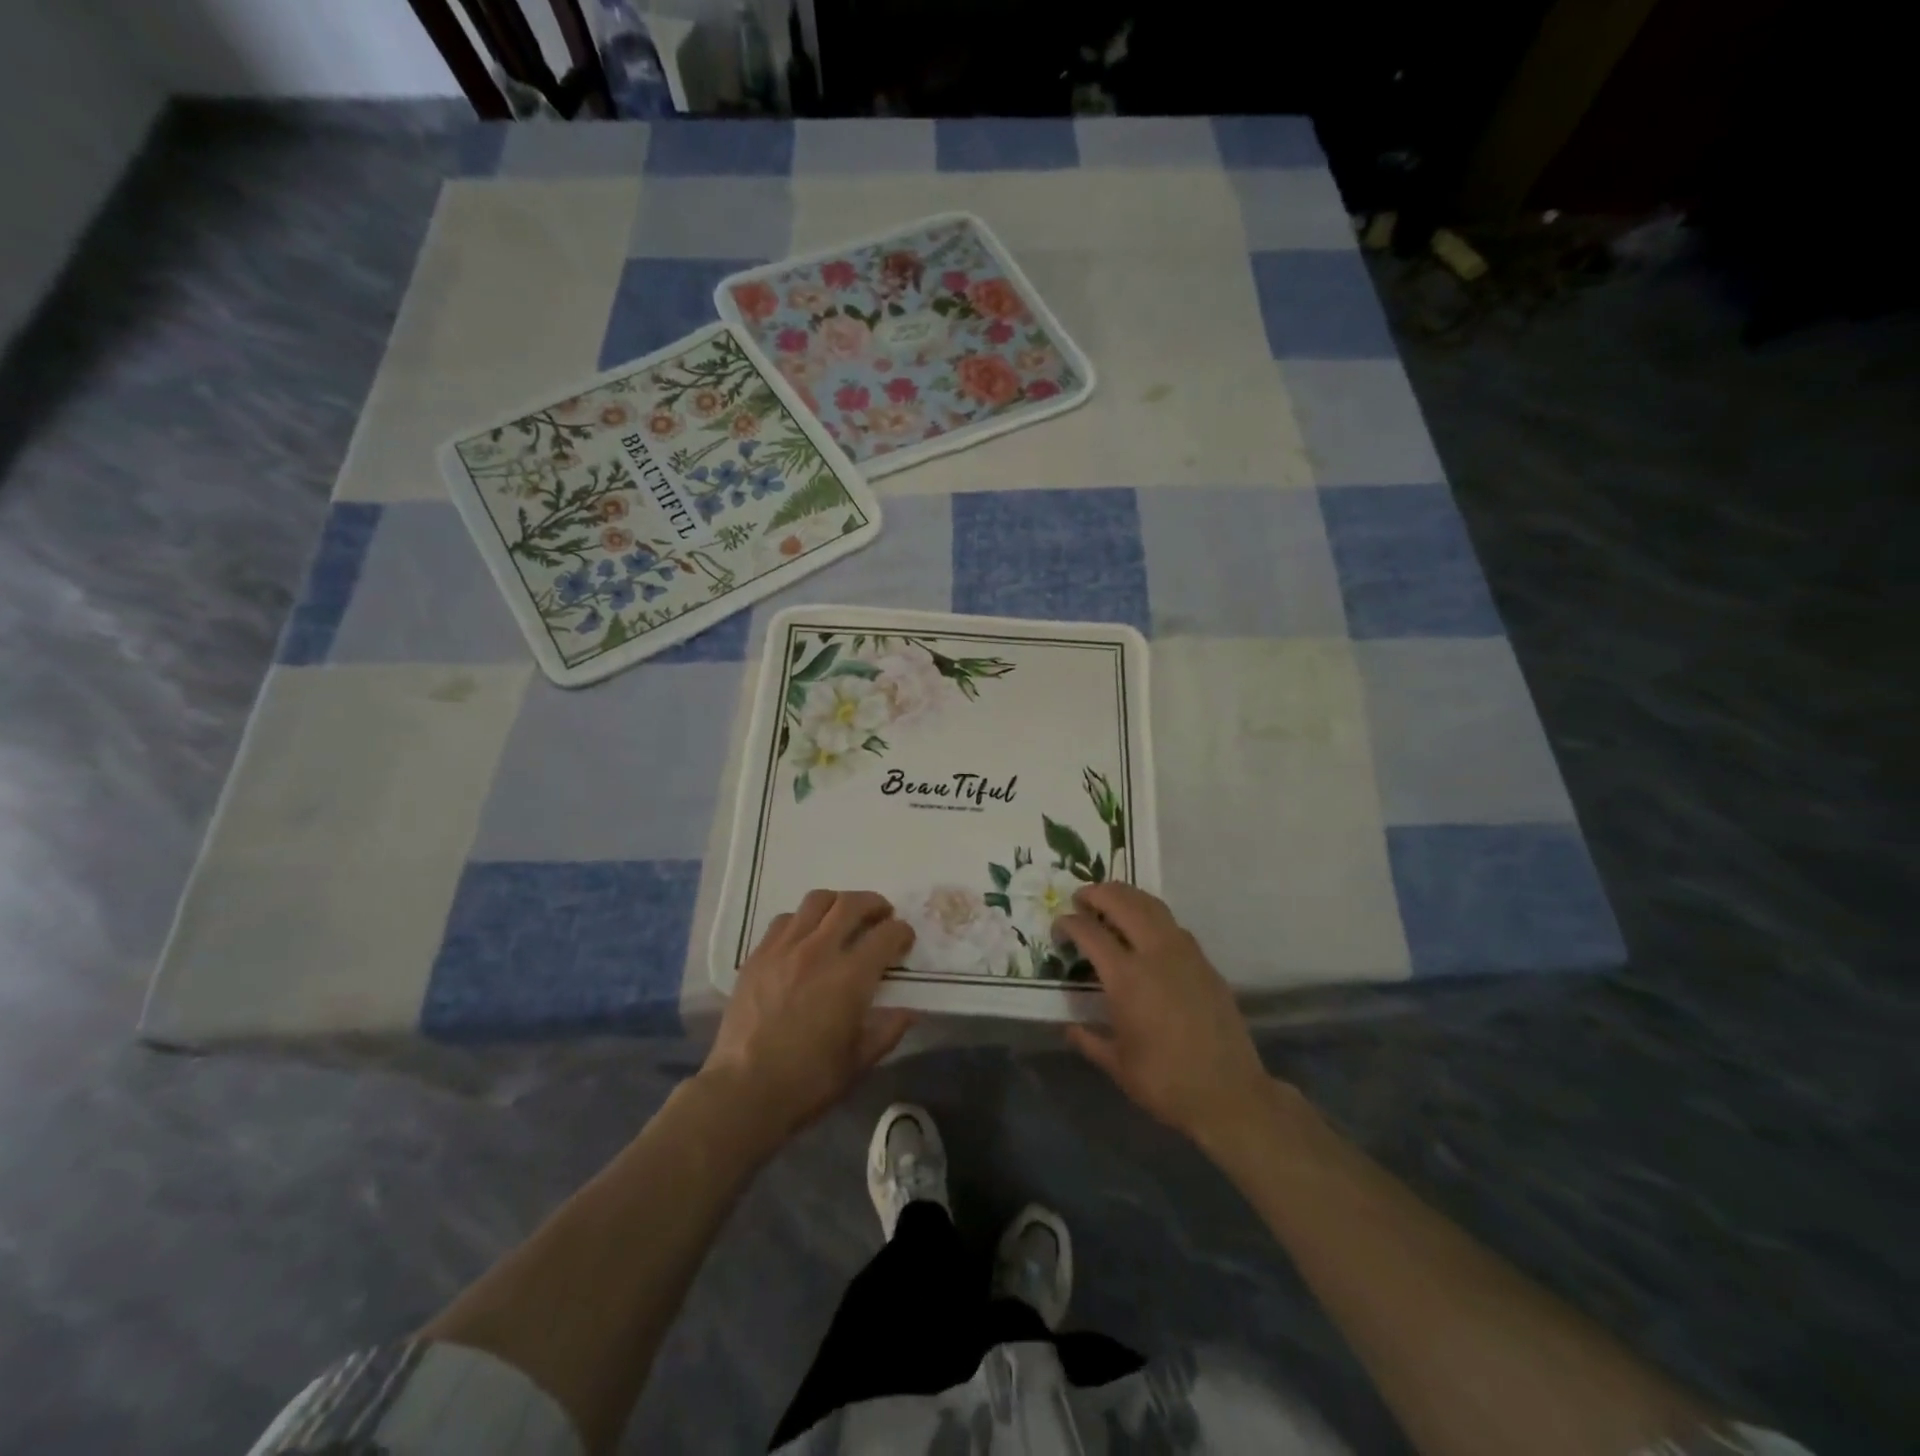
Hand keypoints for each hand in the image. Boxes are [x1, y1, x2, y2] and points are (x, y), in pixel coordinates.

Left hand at [702, 890, 915, 1146]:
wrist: (743, 1090)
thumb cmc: (808, 1081)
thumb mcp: (859, 1062)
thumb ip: (888, 1030)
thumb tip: (908, 1011)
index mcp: (850, 977)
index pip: (887, 935)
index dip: (902, 932)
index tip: (905, 940)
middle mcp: (820, 951)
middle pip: (852, 904)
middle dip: (874, 904)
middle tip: (881, 915)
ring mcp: (785, 948)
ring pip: (817, 901)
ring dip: (838, 903)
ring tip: (843, 917)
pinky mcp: (758, 955)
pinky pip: (785, 919)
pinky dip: (803, 919)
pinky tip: (805, 936)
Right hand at [1055, 884, 1276, 1152]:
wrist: (1230, 1094)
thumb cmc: (1165, 1082)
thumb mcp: (1117, 1065)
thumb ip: (1089, 1040)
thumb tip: (1070, 1028)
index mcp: (1126, 978)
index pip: (1090, 933)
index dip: (1069, 923)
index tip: (1059, 925)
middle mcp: (1155, 954)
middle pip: (1122, 903)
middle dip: (1097, 894)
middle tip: (1081, 898)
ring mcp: (1184, 954)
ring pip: (1152, 905)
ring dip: (1127, 896)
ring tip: (1111, 900)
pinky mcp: (1205, 962)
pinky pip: (1173, 925)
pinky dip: (1152, 915)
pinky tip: (1145, 929)